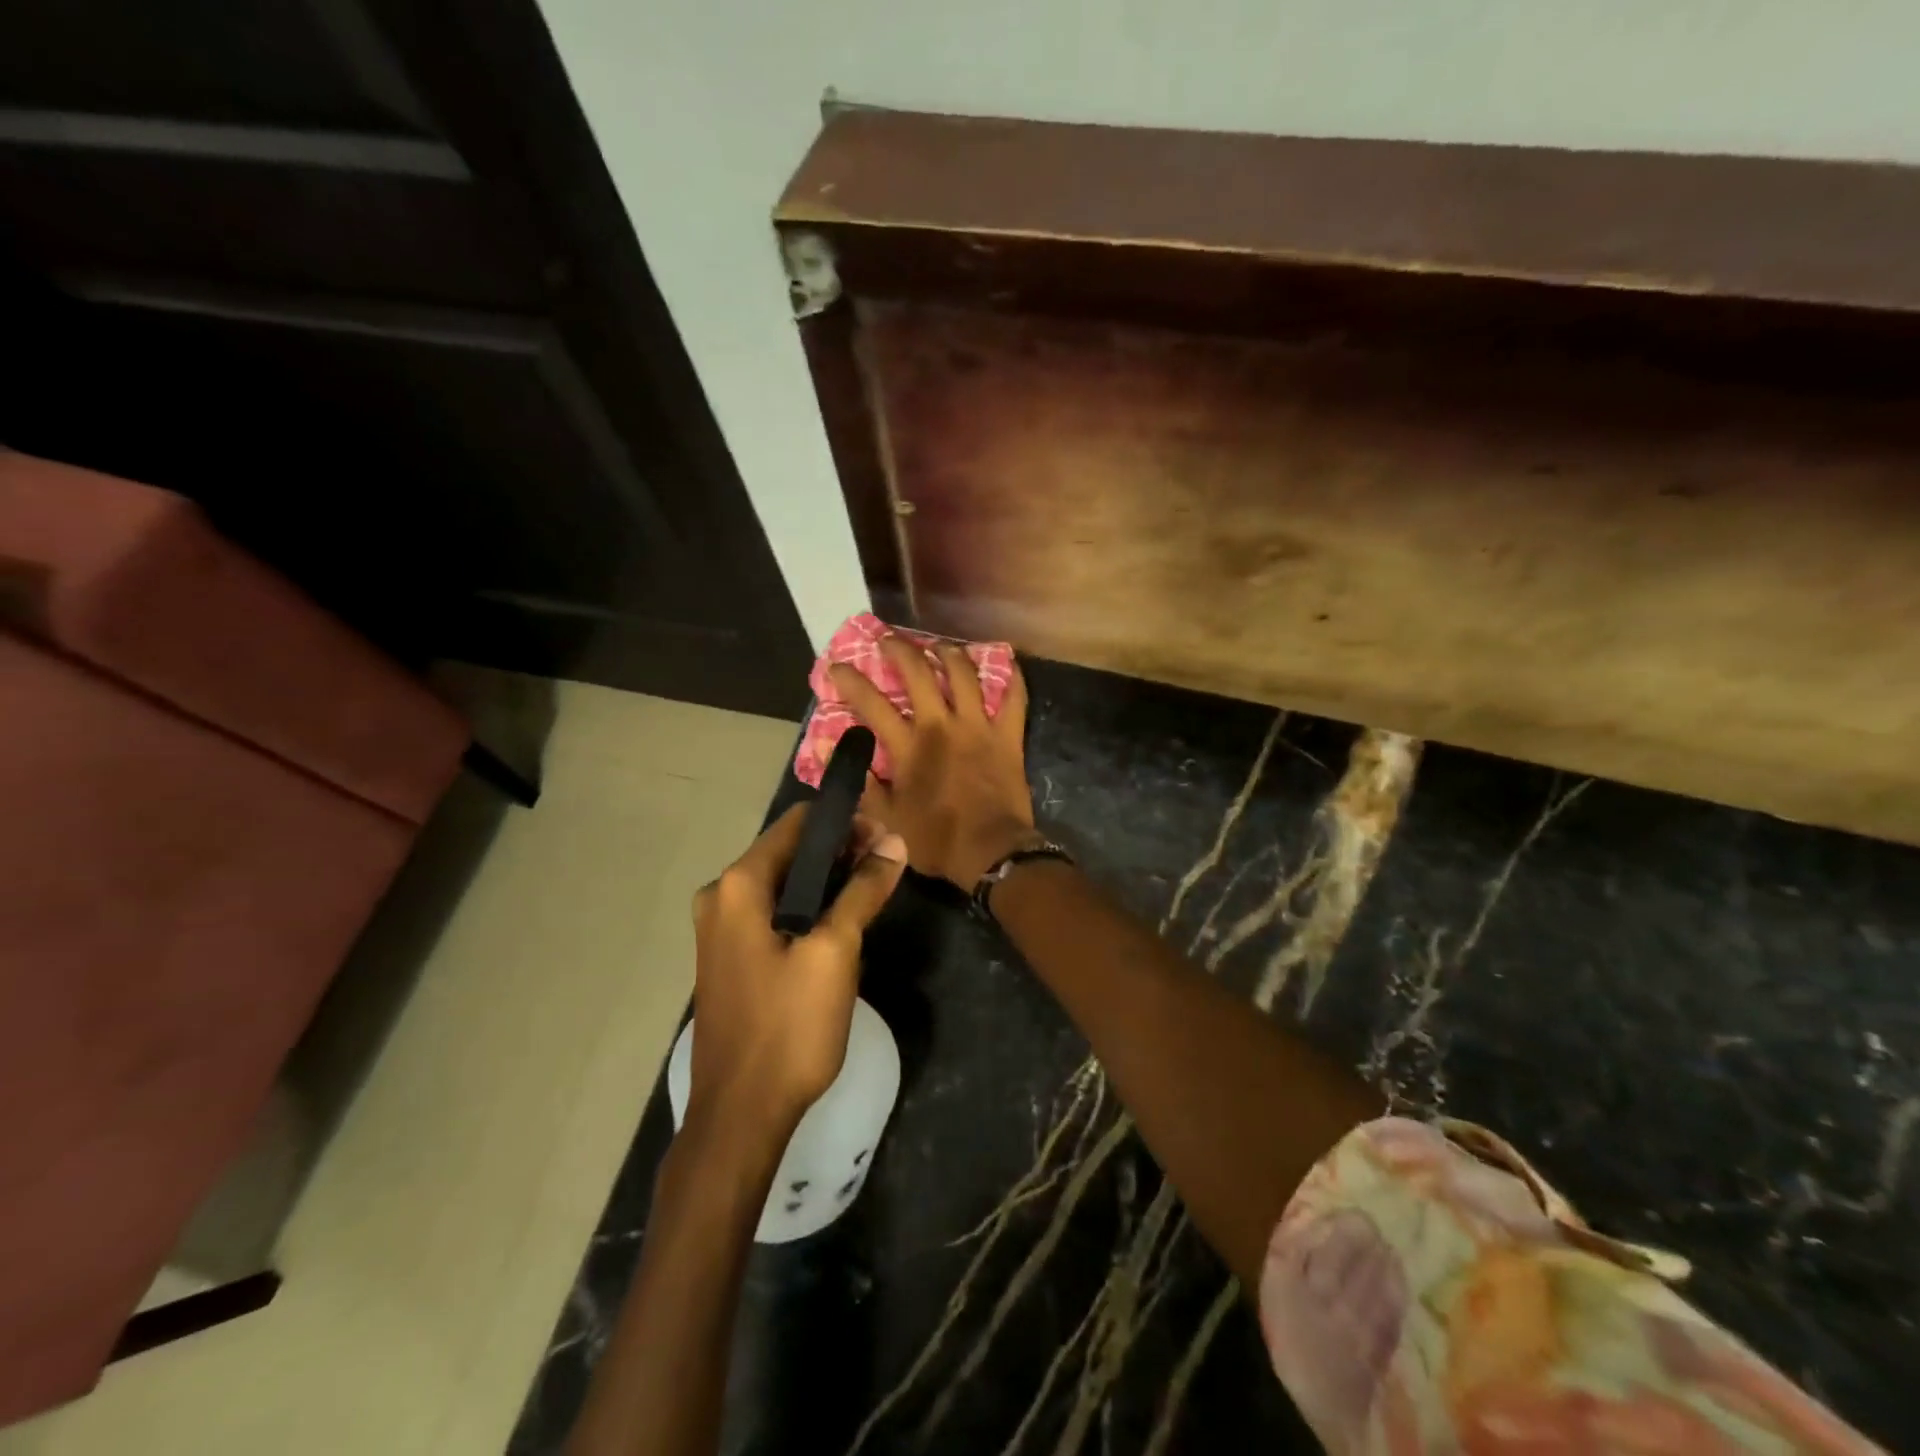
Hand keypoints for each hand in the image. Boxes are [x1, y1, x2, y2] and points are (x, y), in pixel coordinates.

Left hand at [689, 804, 906, 1129]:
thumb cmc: (788, 1027)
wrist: (740, 1114)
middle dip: (840, 851)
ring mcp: (721, 929)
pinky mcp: (730, 956)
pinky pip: (774, 912)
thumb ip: (862, 890)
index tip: (886, 838)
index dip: (845, 822)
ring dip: (827, 880)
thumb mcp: (835, 952)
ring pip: (783, 883)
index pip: (797, 823)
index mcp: (739, 885)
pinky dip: (808, 906)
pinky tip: (840, 923)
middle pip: (789, 851)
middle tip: (886, 866)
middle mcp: (721, 896)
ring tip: (873, 890)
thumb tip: (894, 842)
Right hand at [829, 637, 1034, 888]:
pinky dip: (1012, 677)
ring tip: (939, 645)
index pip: (872, 704)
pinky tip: (1007, 661)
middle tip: (888, 639)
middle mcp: (942, 726)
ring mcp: (978, 727)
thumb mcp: (888, 819)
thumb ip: (860, 782)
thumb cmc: (937, 839)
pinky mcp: (1008, 736)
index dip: (851, 681)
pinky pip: (1014, 698)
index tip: (837, 665)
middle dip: (900, 649)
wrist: (992, 852)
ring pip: (964, 675)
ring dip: (949, 653)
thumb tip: (825, 750)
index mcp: (909, 746)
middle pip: (919, 673)